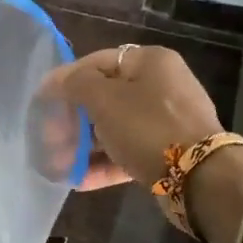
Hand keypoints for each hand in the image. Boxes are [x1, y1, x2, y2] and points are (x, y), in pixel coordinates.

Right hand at [46, 44, 221, 189]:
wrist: (201, 178)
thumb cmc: (147, 127)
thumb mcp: (104, 99)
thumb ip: (75, 84)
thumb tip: (55, 81)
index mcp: (149, 62)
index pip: (96, 62)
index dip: (65, 80)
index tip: (41, 102)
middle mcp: (161, 86)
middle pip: (105, 97)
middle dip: (72, 119)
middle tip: (48, 138)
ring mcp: (166, 121)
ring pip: (115, 127)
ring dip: (84, 145)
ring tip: (58, 164)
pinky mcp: (168, 152)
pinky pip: (128, 151)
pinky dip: (104, 163)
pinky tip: (78, 180)